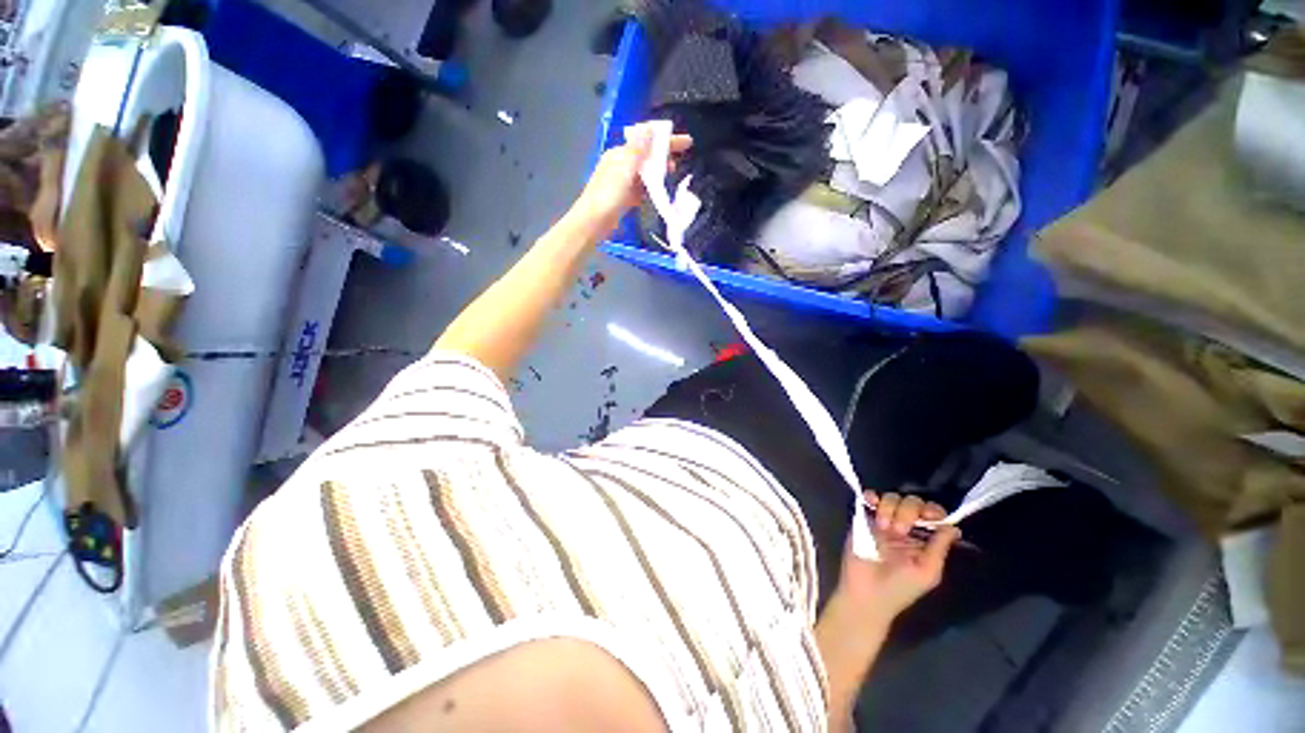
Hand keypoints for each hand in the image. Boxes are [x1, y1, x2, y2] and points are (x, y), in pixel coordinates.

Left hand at [570, 126, 691, 233]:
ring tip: (672, 176)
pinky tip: (659, 193)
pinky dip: (650, 189)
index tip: (686, 142)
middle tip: (679, 162)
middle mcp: (620, 165)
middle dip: (663, 157)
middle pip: (645, 157)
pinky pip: (641, 190)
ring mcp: (621, 183)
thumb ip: (637, 150)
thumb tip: (649, 128)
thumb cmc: (608, 194)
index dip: (665, 140)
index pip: (645, 141)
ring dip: (658, 173)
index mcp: (619, 154)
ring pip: (644, 174)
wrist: (593, 222)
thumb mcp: (624, 169)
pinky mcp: (624, 199)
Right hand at [835, 491, 959, 621]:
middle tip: (899, 531)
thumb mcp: (927, 572)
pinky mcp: (865, 518)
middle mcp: (906, 526)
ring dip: (888, 508)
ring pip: (891, 498)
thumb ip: (939, 548)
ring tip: (883, 528)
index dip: (932, 511)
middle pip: (912, 502)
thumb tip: (953, 526)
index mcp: (924, 539)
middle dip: (907, 511)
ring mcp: (884, 521)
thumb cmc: (901, 587)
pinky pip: (869, 498)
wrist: (867, 592)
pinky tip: (870, 502)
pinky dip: (870, 496)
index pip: (933, 515)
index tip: (928, 516)